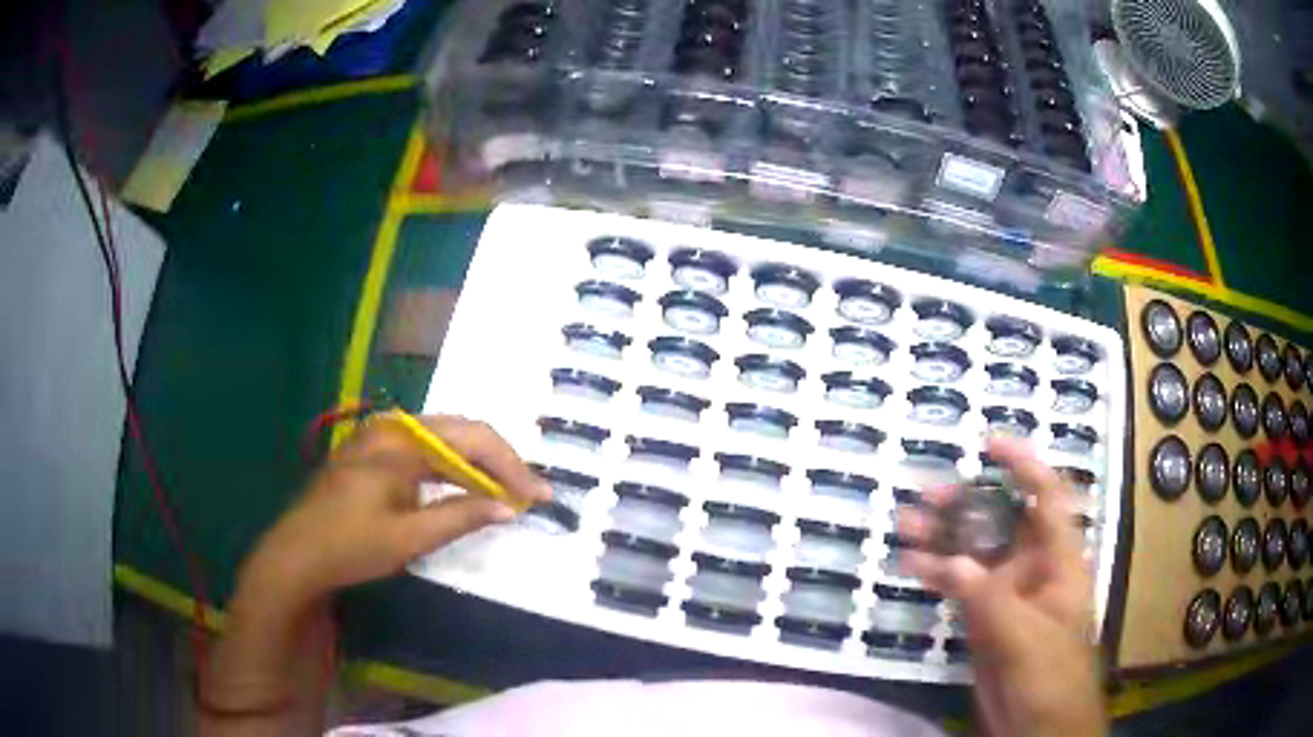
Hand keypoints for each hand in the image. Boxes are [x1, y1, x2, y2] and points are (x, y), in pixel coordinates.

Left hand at [202, 415, 546, 733]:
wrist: (297, 554)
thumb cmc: (350, 546)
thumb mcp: (408, 537)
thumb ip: (460, 516)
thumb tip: (508, 508)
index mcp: (402, 441)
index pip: (473, 440)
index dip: (511, 467)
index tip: (538, 497)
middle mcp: (393, 427)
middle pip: (461, 431)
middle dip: (499, 462)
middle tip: (528, 495)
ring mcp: (381, 437)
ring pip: (444, 439)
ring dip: (477, 465)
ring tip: (505, 493)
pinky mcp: (375, 453)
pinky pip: (426, 450)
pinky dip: (452, 469)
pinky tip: (465, 489)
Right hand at [897, 436, 1105, 736]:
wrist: (1039, 728)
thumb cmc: (1052, 678)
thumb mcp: (1027, 639)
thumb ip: (992, 601)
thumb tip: (954, 563)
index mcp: (1059, 562)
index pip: (1047, 499)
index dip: (1023, 465)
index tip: (989, 445)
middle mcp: (1033, 569)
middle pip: (1002, 522)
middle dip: (968, 504)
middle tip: (927, 496)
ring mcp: (1007, 596)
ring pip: (975, 554)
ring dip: (944, 539)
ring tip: (907, 524)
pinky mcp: (985, 621)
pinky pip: (959, 588)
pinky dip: (936, 576)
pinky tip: (910, 566)